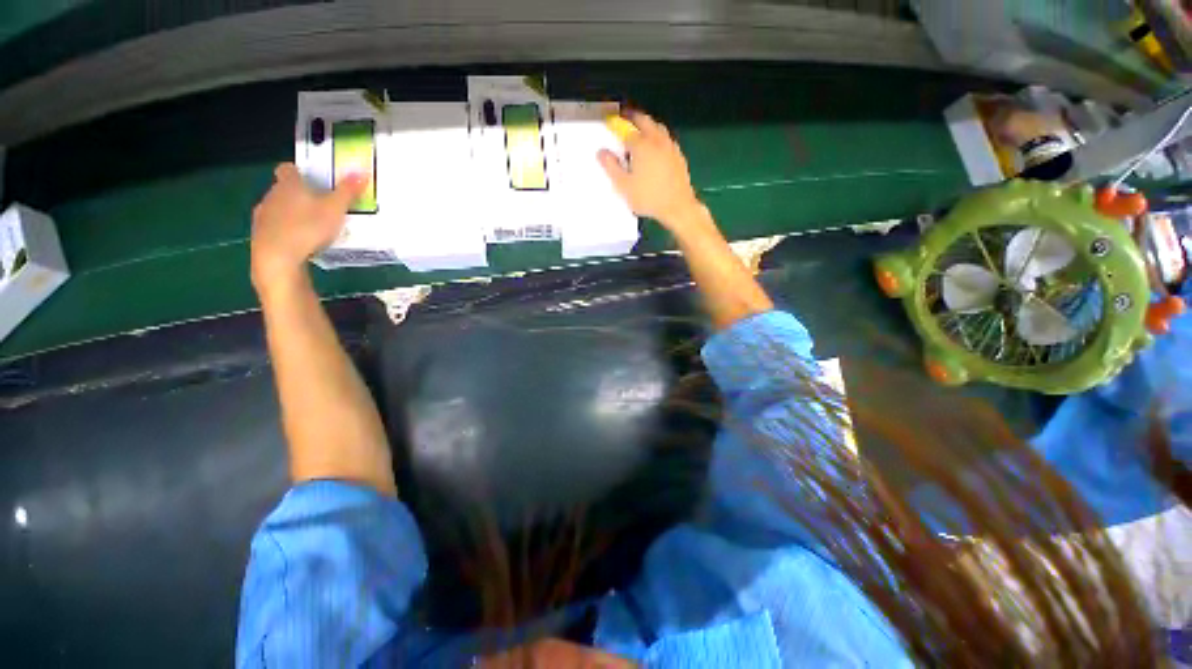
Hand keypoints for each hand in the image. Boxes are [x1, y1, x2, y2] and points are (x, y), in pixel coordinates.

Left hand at [250, 163, 364, 291]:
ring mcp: (263, 214)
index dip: (301, 172)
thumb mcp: (336, 209)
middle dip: (301, 194)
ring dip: (293, 213)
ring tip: (314, 226)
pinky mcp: (260, 234)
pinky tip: (301, 241)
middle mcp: (272, 194)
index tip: (315, 180)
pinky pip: (275, 226)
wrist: (277, 258)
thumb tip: (360, 172)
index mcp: (289, 184)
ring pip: (279, 207)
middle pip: (285, 188)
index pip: (289, 168)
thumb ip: (348, 191)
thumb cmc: (308, 228)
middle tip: (323, 206)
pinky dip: (287, 230)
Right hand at [598, 111, 702, 230]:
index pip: (626, 130)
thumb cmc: (648, 197)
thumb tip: (601, 152)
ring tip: (640, 131)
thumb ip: (611, 167)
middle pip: (645, 121)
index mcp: (641, 145)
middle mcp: (657, 140)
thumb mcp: (624, 185)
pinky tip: (656, 148)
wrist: (677, 207)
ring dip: (647, 125)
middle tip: (625, 118)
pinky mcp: (678, 156)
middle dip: (633, 117)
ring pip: (658, 128)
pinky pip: (666, 139)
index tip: (611, 124)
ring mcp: (670, 147)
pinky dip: (658, 137)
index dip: (617, 127)